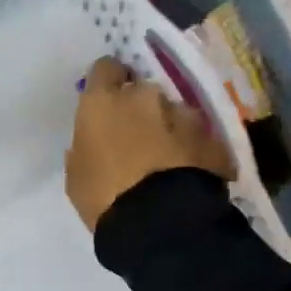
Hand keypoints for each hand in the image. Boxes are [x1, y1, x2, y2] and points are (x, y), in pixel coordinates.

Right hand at [65, 57, 235, 232]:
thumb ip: (84, 148)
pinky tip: (191, 175)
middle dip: (141, 110)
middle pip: (142, 92)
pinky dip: (195, 151)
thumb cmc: (104, 197)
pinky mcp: (213, 138)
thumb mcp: (77, 175)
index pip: (105, 68)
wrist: (161, 222)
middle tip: (137, 139)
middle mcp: (145, 96)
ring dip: (170, 129)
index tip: (107, 99)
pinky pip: (200, 139)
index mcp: (104, 101)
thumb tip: (92, 143)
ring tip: (168, 162)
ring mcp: (184, 114)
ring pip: (174, 113)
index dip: (108, 81)